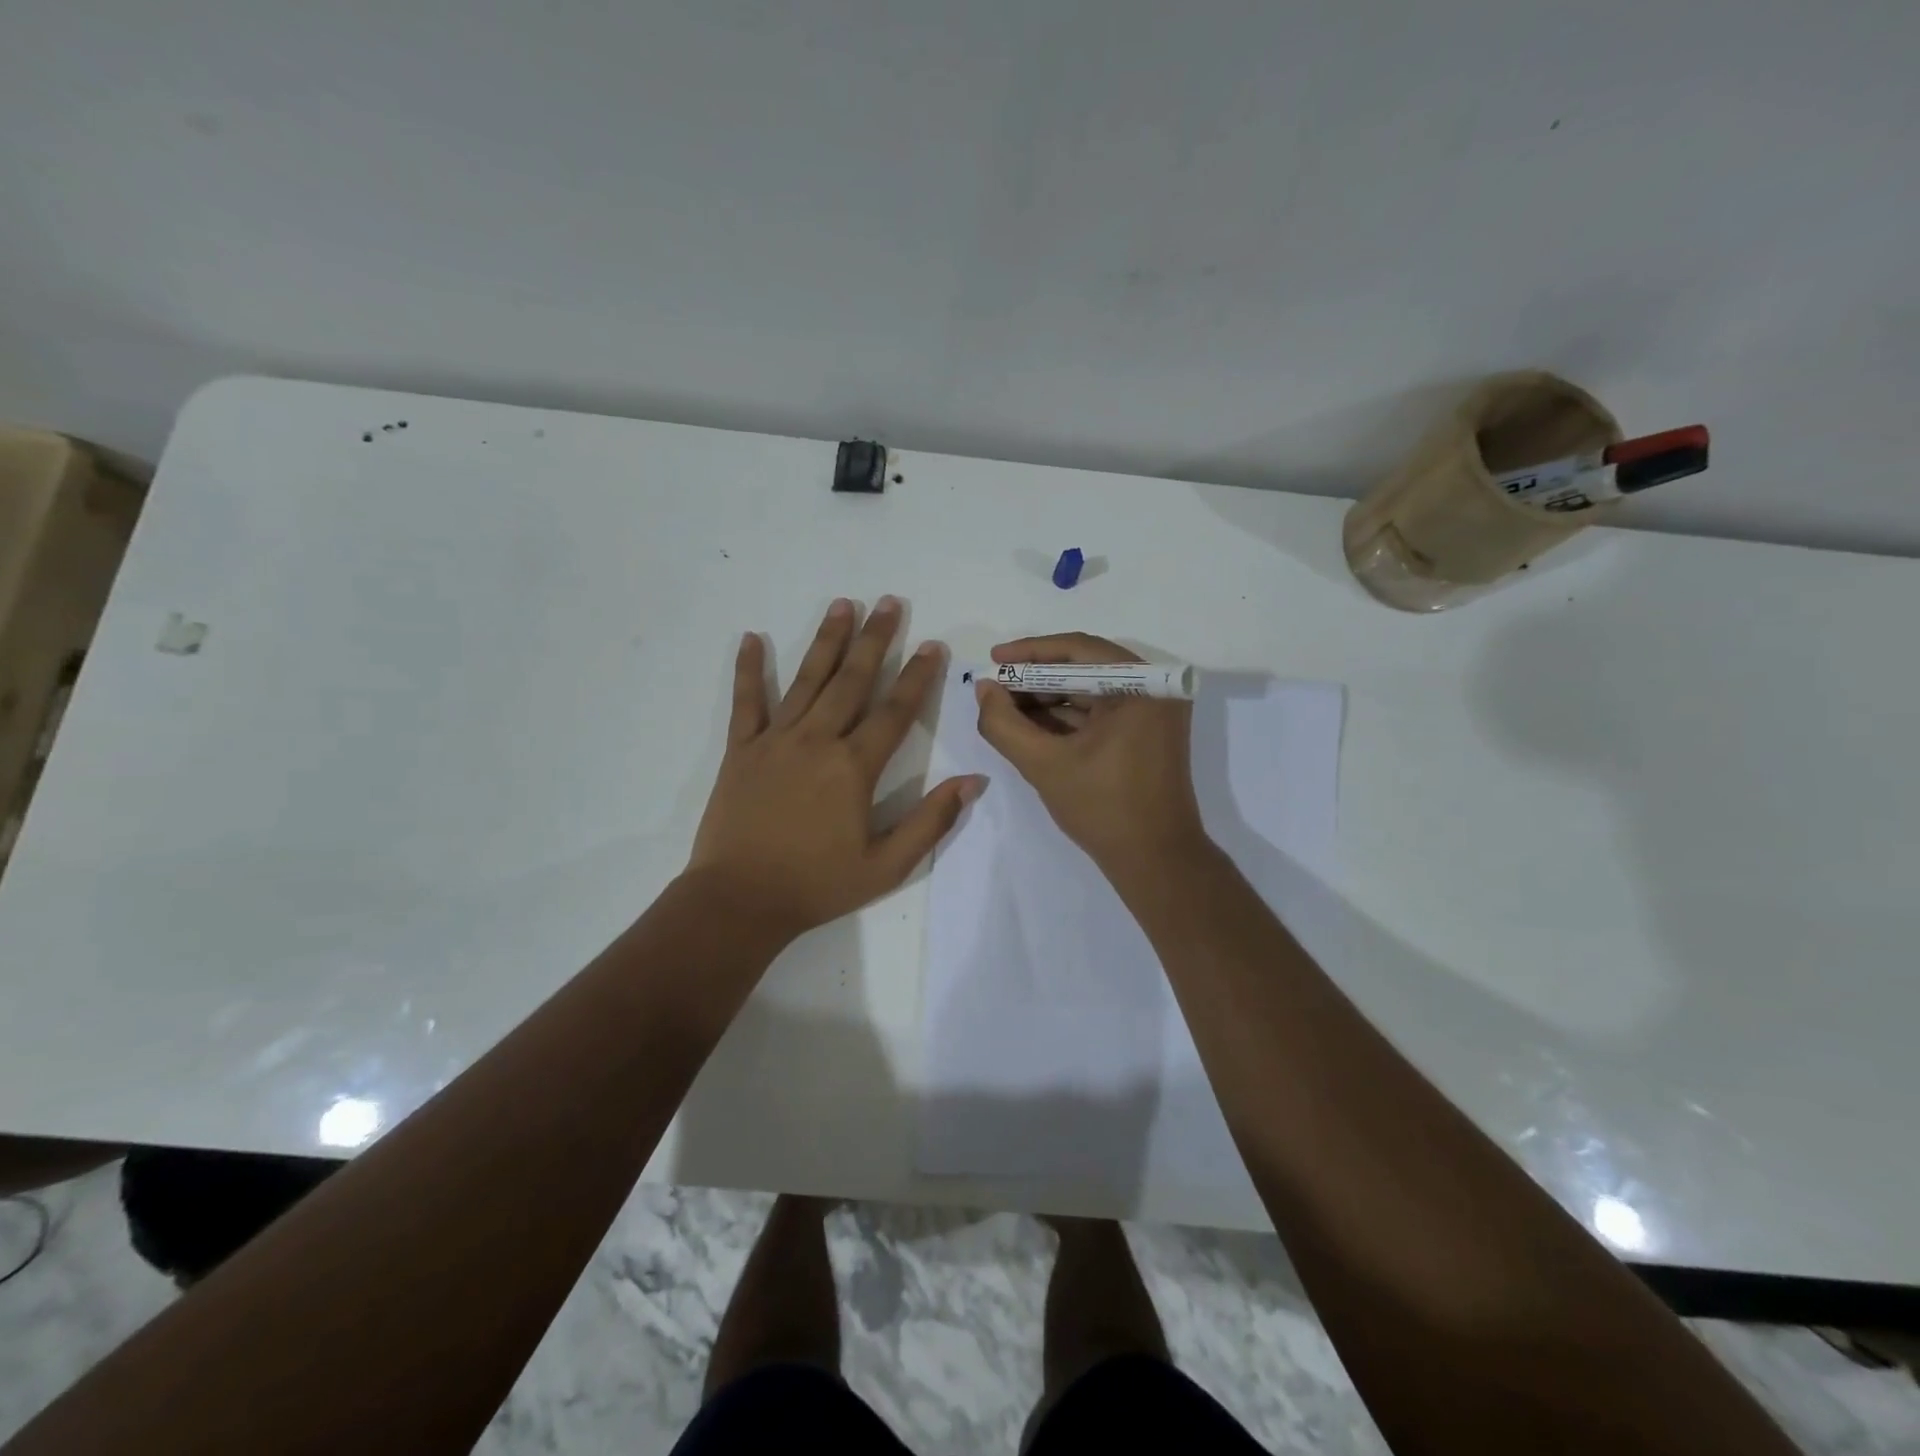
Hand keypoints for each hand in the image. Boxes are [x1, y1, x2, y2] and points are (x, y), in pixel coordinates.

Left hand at [689, 597, 984, 937]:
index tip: (933, 644)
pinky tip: (752, 638)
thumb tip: (974, 781)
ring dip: (827, 640)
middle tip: (890, 602)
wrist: (739, 901)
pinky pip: (746, 702)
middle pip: (852, 680)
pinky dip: (749, 669)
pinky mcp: (741, 750)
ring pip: (807, 680)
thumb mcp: (887, 865)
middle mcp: (816, 741)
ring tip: (843, 604)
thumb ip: (931, 821)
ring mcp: (775, 741)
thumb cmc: (817, 885)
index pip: (895, 711)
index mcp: (854, 767)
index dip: (918, 676)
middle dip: (875, 639)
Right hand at [973, 633, 1207, 876]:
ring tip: (1005, 708)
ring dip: (1047, 699)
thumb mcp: (1044, 764)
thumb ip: (1004, 724)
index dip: (1030, 653)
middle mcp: (1155, 690)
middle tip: (995, 688)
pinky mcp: (1147, 734)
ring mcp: (1153, 713)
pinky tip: (1030, 726)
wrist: (1155, 861)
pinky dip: (1066, 718)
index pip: (1078, 649)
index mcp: (1142, 686)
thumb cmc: (1103, 808)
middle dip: (1035, 679)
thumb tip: (984, 689)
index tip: (993, 659)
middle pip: (1084, 668)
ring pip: (1090, 691)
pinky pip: (1101, 713)